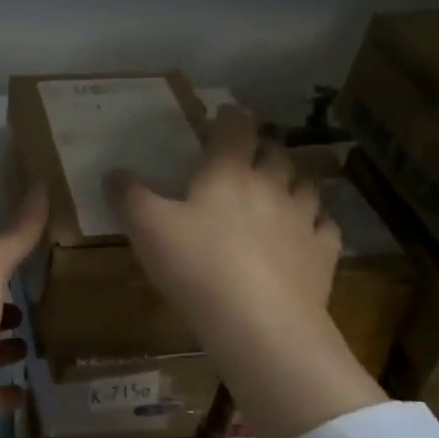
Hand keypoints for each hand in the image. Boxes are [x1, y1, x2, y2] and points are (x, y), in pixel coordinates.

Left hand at [0, 189, 46, 437]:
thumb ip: (14, 235)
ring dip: (14, 341)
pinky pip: (1, 389)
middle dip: (13, 301)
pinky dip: (15, 386)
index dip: (9, 257)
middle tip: (57, 294)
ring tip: (55, 333)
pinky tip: (38, 382)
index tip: (46, 250)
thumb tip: (40, 185)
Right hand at [106, 106, 383, 437]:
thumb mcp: (147, 229)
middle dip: (260, 150)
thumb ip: (129, 197)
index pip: (235, 129)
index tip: (223, 114)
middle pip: (274, 153)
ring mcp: (303, 219)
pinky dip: (315, 223)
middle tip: (246, 157)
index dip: (229, 117)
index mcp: (229, 172)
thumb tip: (113, 172)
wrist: (260, 323)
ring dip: (291, 182)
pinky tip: (305, 233)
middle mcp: (271, 186)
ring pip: (305, 186)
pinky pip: (325, 227)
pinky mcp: (323, 254)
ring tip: (278, 190)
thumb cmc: (197, 266)